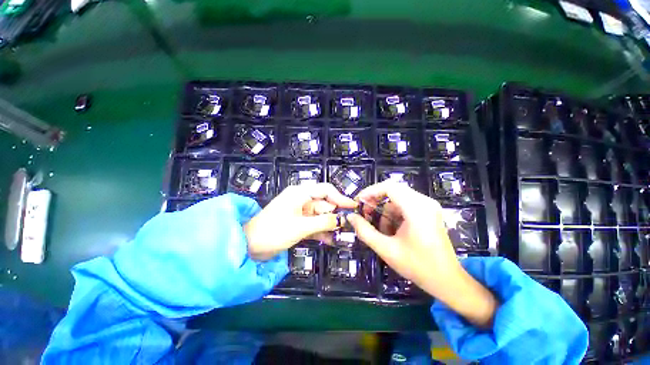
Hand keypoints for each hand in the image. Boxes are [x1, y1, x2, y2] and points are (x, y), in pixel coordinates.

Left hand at [245, 183, 356, 260]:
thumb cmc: (273, 232)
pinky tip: (332, 240)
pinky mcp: (299, 223)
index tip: (353, 207)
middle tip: (351, 225)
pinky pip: (314, 225)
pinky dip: (322, 232)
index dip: (340, 198)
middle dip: (337, 214)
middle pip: (325, 204)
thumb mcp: (301, 227)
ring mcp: (301, 212)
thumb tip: (342, 219)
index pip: (326, 190)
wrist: (249, 246)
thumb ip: (323, 222)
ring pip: (321, 216)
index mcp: (301, 193)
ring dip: (330, 225)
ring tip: (345, 234)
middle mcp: (302, 200)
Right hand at [347, 181, 497, 328]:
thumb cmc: (418, 266)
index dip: (370, 191)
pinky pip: (405, 205)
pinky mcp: (428, 211)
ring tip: (379, 229)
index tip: (358, 202)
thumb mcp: (386, 250)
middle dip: (375, 201)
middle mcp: (424, 202)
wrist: (448, 281)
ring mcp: (428, 206)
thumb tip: (350, 217)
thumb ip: (365, 231)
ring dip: (384, 210)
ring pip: (397, 198)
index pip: (389, 187)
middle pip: (393, 190)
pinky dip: (394, 214)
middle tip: (365, 214)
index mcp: (417, 209)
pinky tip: (391, 230)